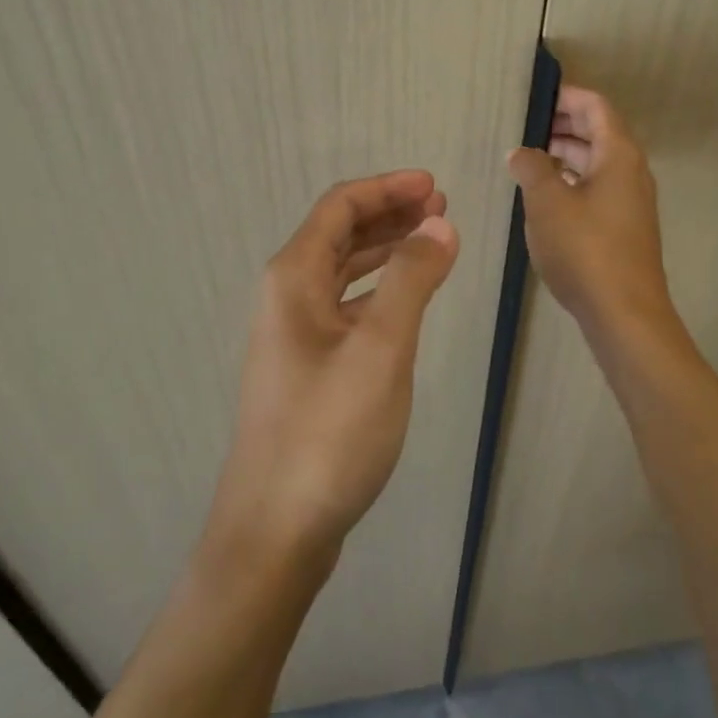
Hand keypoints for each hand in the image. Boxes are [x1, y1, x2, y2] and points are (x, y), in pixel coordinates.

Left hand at [209, 171, 458, 564]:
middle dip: (390, 213)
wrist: (275, 531)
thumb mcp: (380, 349)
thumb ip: (412, 279)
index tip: (435, 186)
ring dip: (386, 248)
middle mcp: (287, 296)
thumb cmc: (328, 432)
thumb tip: (440, 224)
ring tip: (432, 240)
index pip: (340, 207)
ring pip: (344, 269)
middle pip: (340, 233)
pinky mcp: (308, 366)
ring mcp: (295, 333)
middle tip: (442, 207)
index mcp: (294, 278)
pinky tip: (407, 298)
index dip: (388, 188)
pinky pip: (346, 304)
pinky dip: (379, 288)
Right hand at [508, 86, 676, 339]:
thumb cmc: (585, 249)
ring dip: (564, 155)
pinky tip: (545, 196)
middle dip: (561, 125)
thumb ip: (531, 168)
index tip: (533, 97)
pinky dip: (572, 181)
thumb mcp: (547, 203)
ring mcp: (630, 201)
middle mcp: (631, 171)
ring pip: (596, 162)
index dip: (565, 96)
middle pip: (598, 132)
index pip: (595, 106)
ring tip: (526, 159)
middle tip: (522, 127)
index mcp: (618, 154)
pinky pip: (597, 188)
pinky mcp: (624, 227)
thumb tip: (521, 152)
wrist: (625, 314)